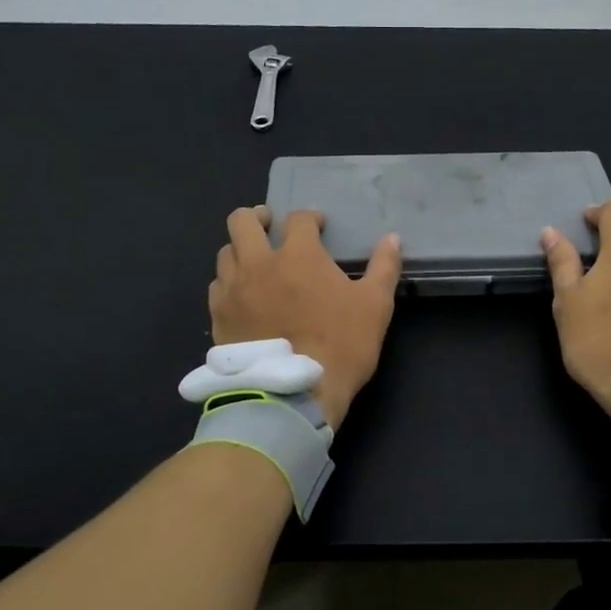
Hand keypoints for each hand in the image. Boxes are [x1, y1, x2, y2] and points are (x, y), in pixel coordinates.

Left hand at [210, 207, 401, 428]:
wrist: (292, 393)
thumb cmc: (340, 344)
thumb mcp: (375, 305)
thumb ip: (384, 267)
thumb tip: (393, 238)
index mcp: (298, 254)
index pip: (299, 219)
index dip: (310, 218)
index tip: (319, 226)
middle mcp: (258, 262)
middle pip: (243, 221)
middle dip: (258, 217)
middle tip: (271, 226)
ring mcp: (233, 289)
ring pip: (226, 252)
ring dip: (241, 249)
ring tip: (255, 262)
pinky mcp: (218, 316)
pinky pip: (217, 286)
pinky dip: (229, 282)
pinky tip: (242, 295)